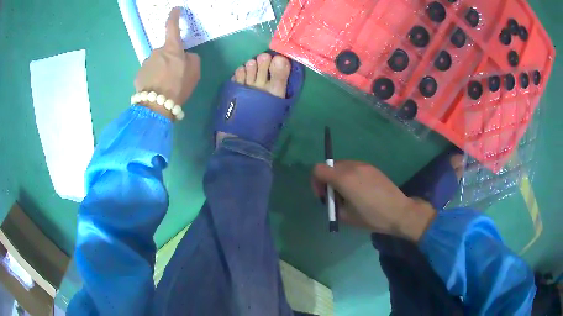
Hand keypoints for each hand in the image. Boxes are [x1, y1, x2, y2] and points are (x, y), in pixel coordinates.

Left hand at [134, 7, 200, 119]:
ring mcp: (146, 64)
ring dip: (160, 70)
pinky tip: (156, 90)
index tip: (175, 10)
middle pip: (165, 51)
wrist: (156, 106)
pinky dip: (152, 79)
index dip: (174, 16)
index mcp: (171, 48)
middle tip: (174, 75)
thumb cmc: (178, 85)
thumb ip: (191, 58)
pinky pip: (148, 74)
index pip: (172, 27)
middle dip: (169, 59)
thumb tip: (184, 56)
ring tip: (165, 86)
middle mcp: (156, 51)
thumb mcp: (195, 71)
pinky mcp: (138, 76)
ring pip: (156, 63)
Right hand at [312, 161, 435, 241]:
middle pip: (330, 166)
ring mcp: (363, 165)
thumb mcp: (345, 216)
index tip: (324, 196)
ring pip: (342, 166)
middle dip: (327, 180)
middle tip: (335, 196)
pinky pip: (353, 167)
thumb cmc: (371, 216)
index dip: (316, 182)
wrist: (398, 211)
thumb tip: (331, 197)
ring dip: (338, 177)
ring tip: (348, 194)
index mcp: (343, 178)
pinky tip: (360, 190)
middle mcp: (352, 166)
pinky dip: (349, 175)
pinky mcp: (372, 167)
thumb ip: (333, 203)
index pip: (318, 169)